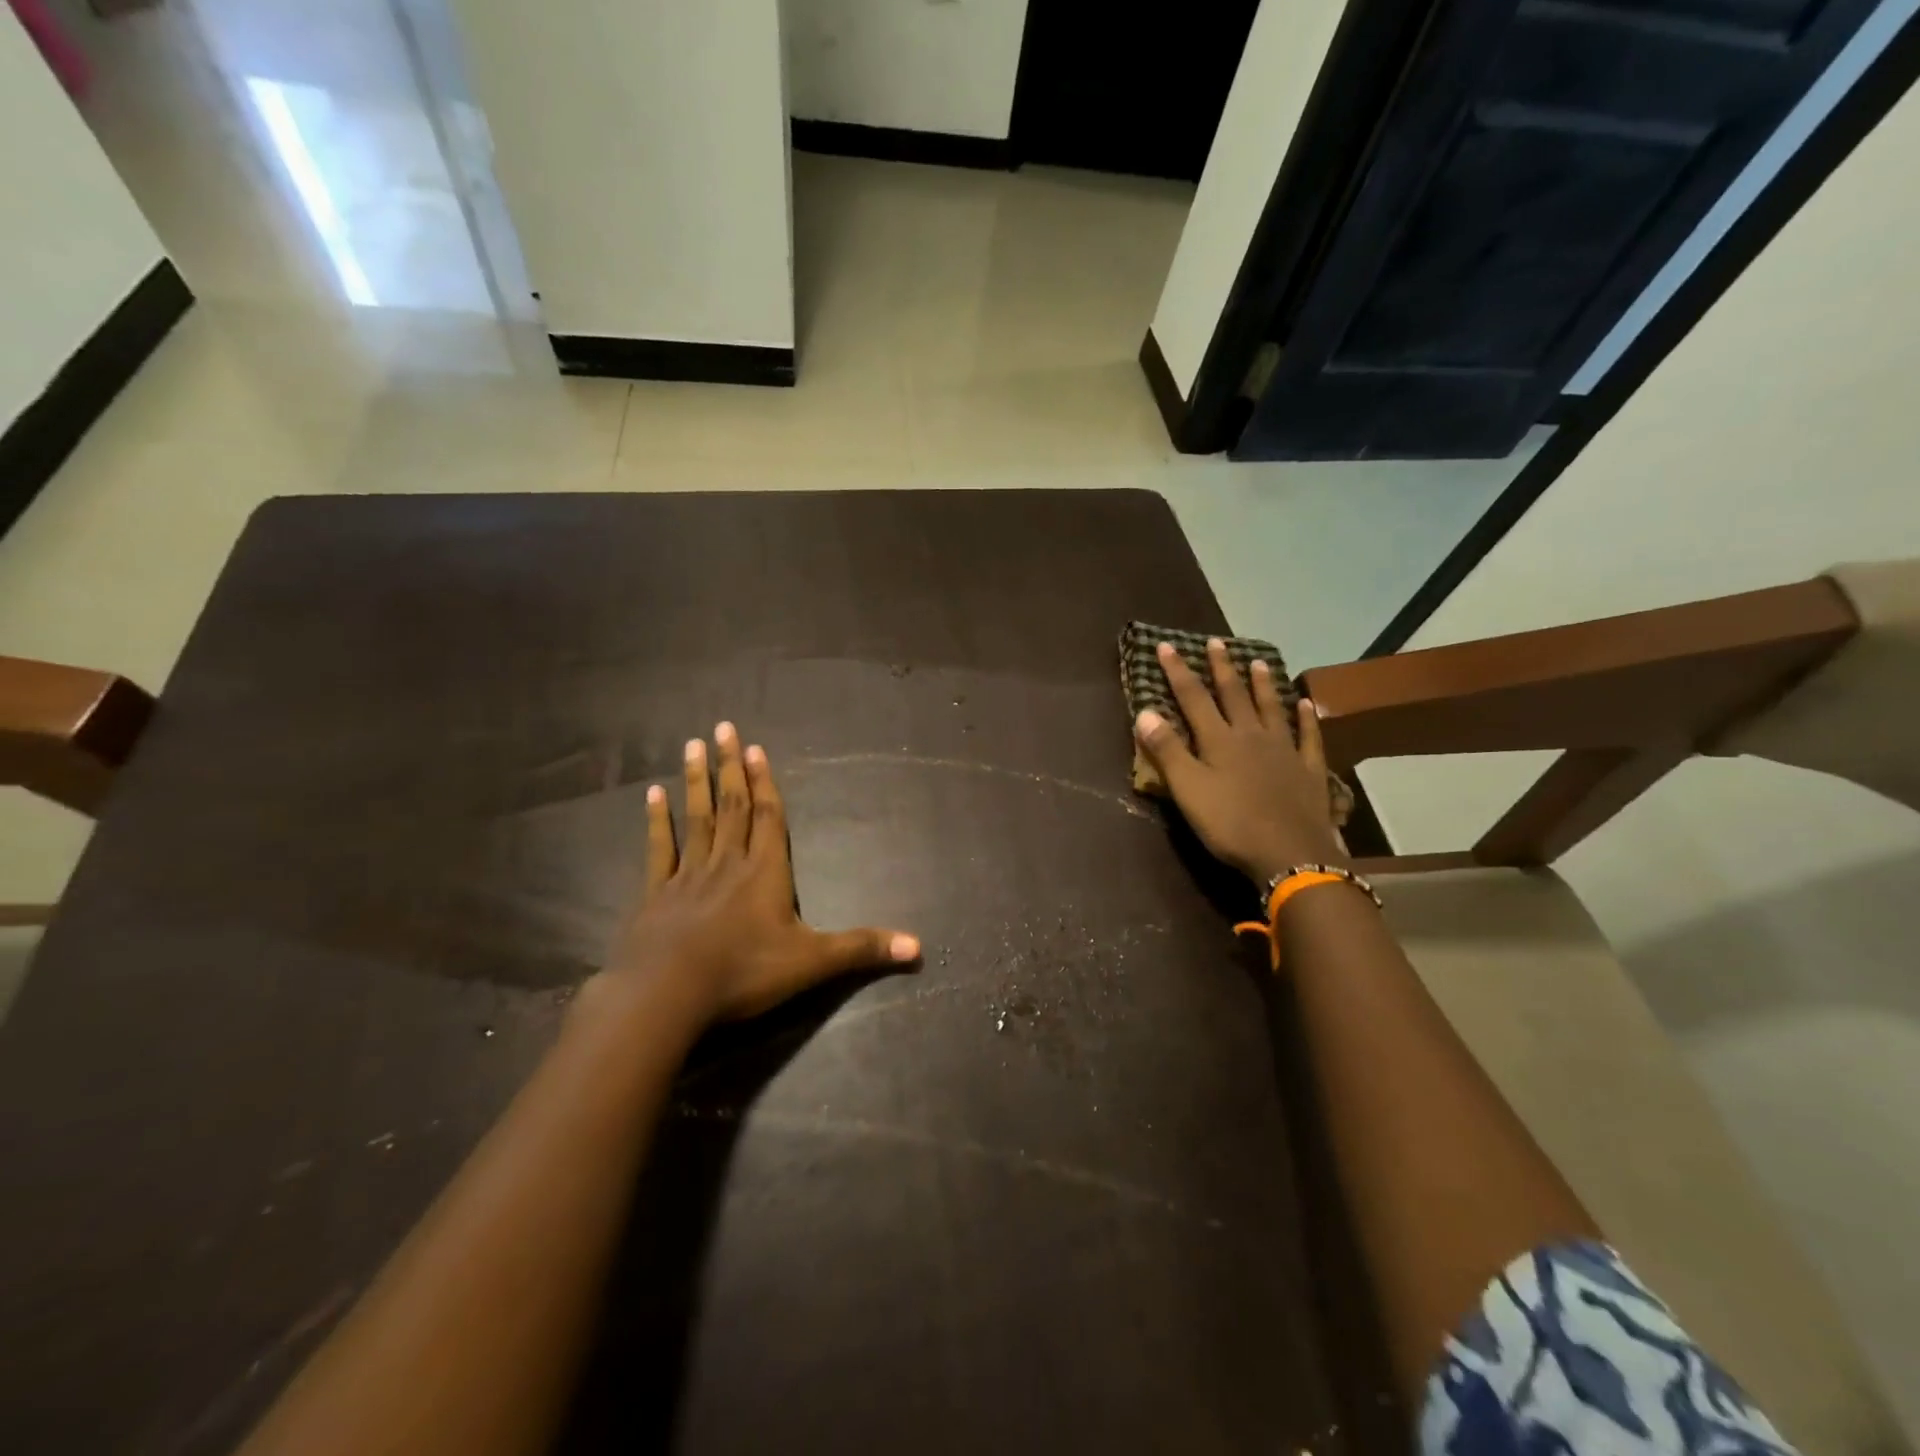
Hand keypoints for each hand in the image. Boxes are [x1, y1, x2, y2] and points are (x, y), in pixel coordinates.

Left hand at [590, 723, 919, 1029]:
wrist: (667, 995)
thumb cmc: (744, 973)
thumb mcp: (812, 963)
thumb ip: (862, 949)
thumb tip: (918, 947)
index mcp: (765, 872)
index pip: (769, 817)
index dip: (764, 782)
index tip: (754, 748)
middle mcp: (728, 863)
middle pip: (733, 807)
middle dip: (730, 768)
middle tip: (722, 728)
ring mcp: (688, 875)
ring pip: (696, 818)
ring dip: (697, 782)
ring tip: (692, 745)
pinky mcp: (656, 894)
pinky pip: (659, 849)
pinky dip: (656, 821)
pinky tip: (652, 794)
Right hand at [1134, 639, 1343, 883]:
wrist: (1290, 853)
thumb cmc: (1230, 824)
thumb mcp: (1188, 789)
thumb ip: (1167, 750)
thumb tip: (1144, 711)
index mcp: (1219, 740)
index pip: (1193, 698)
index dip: (1178, 672)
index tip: (1166, 645)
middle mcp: (1251, 736)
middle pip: (1234, 695)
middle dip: (1221, 668)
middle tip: (1216, 642)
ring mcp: (1284, 750)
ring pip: (1271, 708)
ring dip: (1263, 685)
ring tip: (1259, 662)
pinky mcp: (1308, 770)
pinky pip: (1308, 737)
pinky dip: (1306, 718)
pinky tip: (1306, 704)